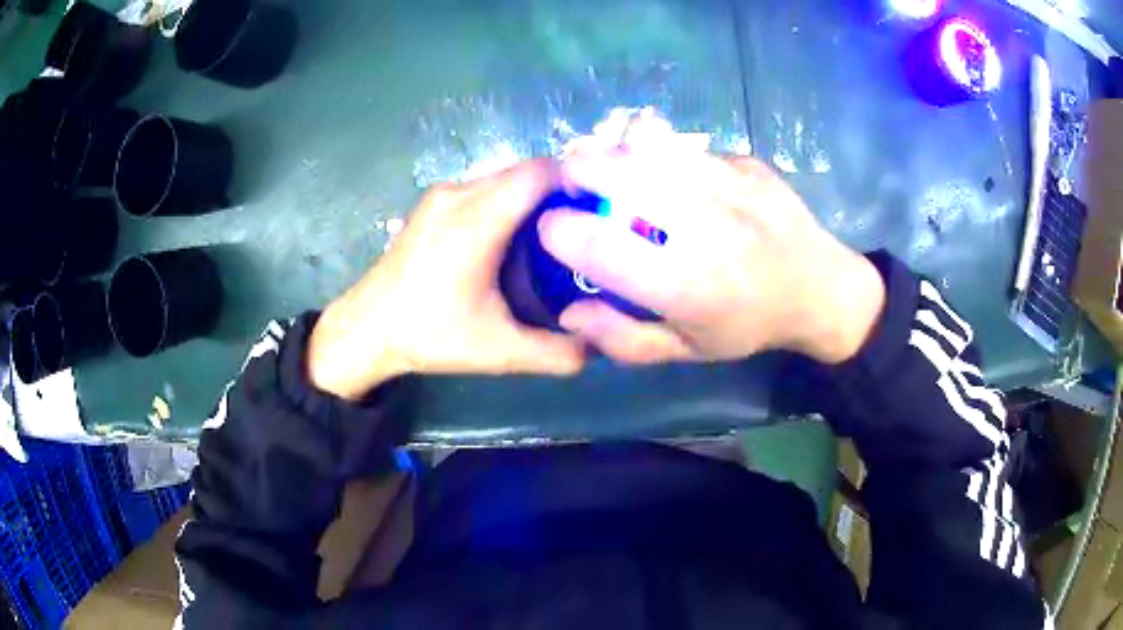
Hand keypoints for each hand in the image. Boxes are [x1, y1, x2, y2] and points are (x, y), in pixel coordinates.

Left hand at [308, 160, 584, 400]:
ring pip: (504, 177)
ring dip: (533, 196)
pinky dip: (509, 201)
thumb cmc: (429, 334)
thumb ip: (557, 353)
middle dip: (560, 192)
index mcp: (477, 219)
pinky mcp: (432, 203)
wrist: (366, 328)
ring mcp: (442, 194)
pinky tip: (515, 238)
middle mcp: (459, 193)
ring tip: (556, 234)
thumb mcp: (499, 352)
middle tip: (586, 228)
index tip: (603, 210)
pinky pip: (484, 187)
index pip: (540, 173)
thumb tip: (599, 345)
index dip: (577, 182)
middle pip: (525, 171)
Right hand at [538, 150, 885, 364]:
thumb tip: (568, 310)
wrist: (821, 288)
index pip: (601, 247)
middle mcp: (707, 230)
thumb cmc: (749, 326)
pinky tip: (664, 170)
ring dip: (614, 152)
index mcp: (688, 288)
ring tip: (611, 167)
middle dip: (578, 172)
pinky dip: (658, 152)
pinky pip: (684, 146)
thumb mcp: (686, 350)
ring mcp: (731, 186)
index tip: (552, 230)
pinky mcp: (746, 163)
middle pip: (619, 176)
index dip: (560, 232)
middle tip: (572, 184)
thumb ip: (622, 338)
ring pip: (648, 145)